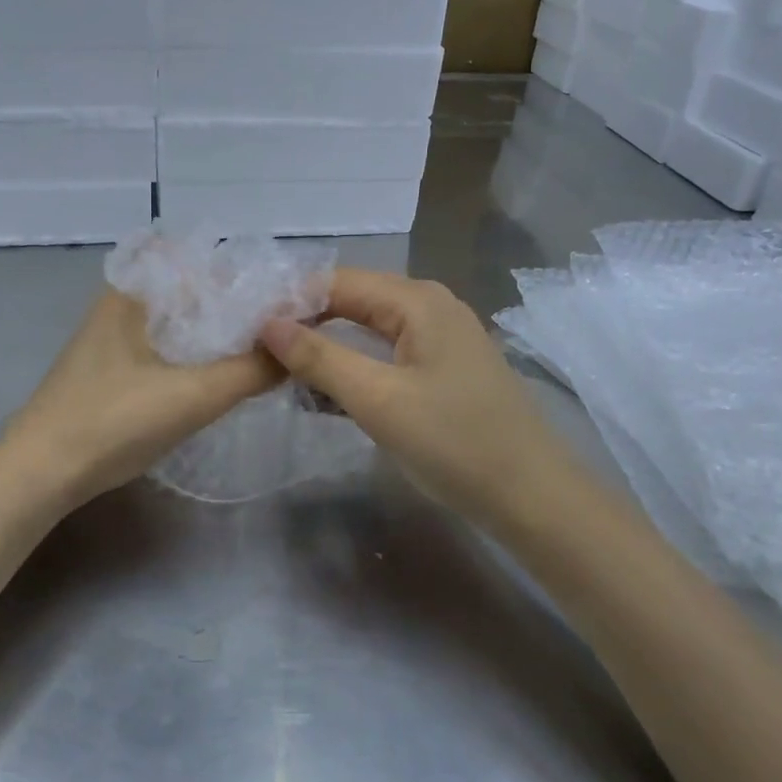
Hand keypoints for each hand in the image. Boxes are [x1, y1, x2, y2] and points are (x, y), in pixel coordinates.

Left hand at [0, 289, 282, 512]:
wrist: (40, 475)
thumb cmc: (112, 422)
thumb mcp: (192, 396)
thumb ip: (252, 369)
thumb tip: (301, 345)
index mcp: (135, 292)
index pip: (204, 262)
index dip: (250, 275)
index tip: (291, 296)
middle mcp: (123, 304)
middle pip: (196, 292)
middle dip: (241, 306)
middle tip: (289, 326)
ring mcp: (114, 339)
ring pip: (182, 323)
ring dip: (220, 334)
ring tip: (267, 349)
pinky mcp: (112, 370)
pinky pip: (167, 348)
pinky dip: (198, 355)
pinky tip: (222, 375)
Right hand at [258, 269, 573, 533]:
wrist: (533, 498)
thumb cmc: (455, 442)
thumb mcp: (378, 399)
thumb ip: (319, 358)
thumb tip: (267, 324)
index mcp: (417, 300)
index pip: (335, 283)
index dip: (290, 303)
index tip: (248, 332)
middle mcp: (430, 306)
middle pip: (351, 303)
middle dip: (305, 326)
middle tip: (258, 355)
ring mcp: (440, 338)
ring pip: (367, 332)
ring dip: (326, 351)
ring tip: (280, 375)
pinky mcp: (443, 370)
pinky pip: (386, 357)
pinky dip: (354, 371)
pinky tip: (324, 395)